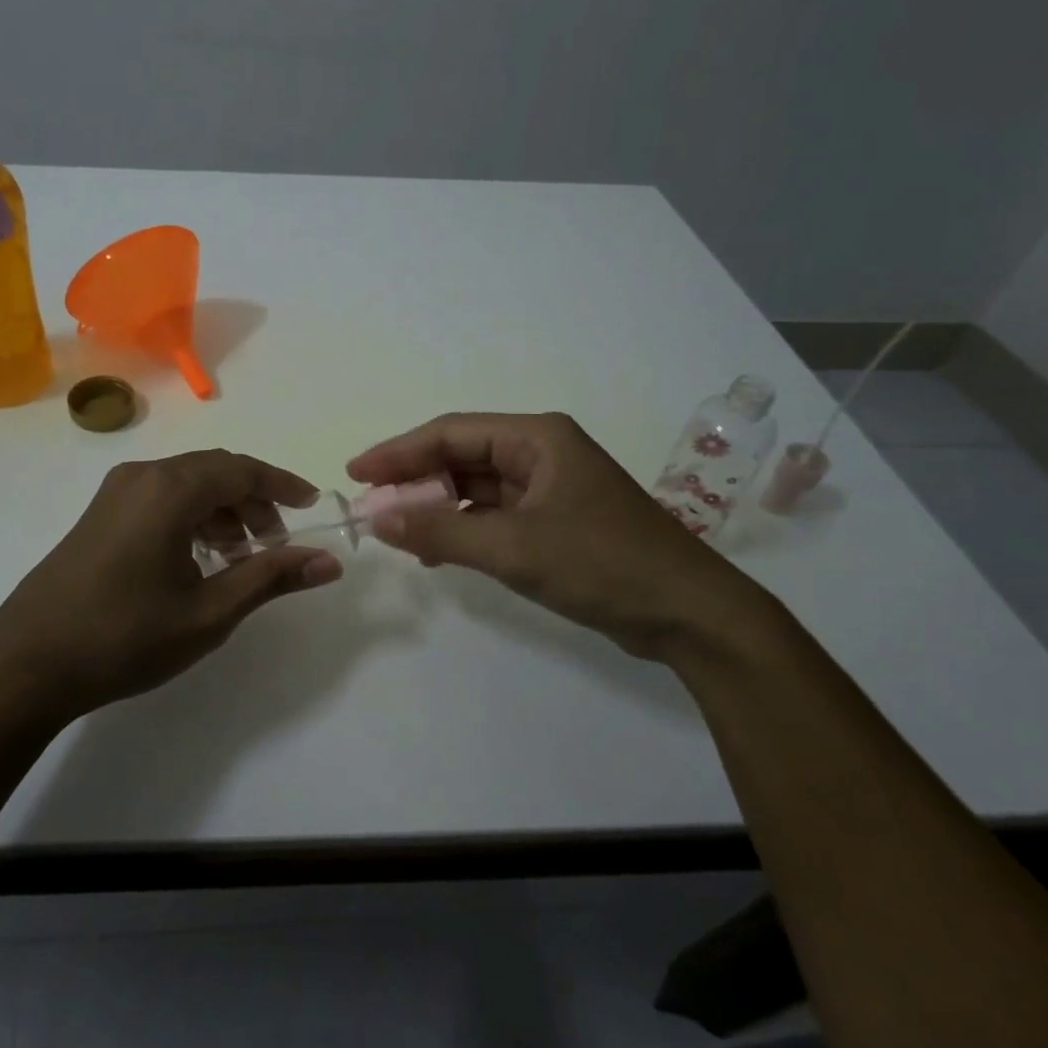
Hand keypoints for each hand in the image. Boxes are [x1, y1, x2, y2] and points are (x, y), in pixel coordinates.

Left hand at [0, 451, 343, 719]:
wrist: (27, 664)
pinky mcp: (100, 513)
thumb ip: (270, 578)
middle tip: (275, 544)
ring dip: (222, 509)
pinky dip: (191, 516)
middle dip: (253, 501)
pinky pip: (160, 497)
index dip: (282, 485)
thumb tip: (328, 561)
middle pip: (214, 471)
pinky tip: (197, 558)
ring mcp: (115, 493)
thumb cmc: (125, 637)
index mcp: (170, 490)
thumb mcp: (209, 612)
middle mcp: (142, 476)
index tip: (312, 505)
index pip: (242, 470)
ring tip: (239, 556)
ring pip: (187, 484)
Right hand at [347, 412, 779, 661]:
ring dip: (437, 507)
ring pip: (476, 487)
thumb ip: (441, 530)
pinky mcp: (557, 522)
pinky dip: (464, 529)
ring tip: (396, 530)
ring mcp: (551, 489)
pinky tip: (437, 549)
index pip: (450, 433)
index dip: (398, 451)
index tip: (356, 473)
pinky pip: (495, 515)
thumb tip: (377, 518)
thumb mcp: (513, 547)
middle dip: (415, 481)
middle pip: (461, 457)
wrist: (691, 615)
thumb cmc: (603, 564)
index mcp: (537, 438)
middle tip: (371, 506)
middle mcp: (542, 453)